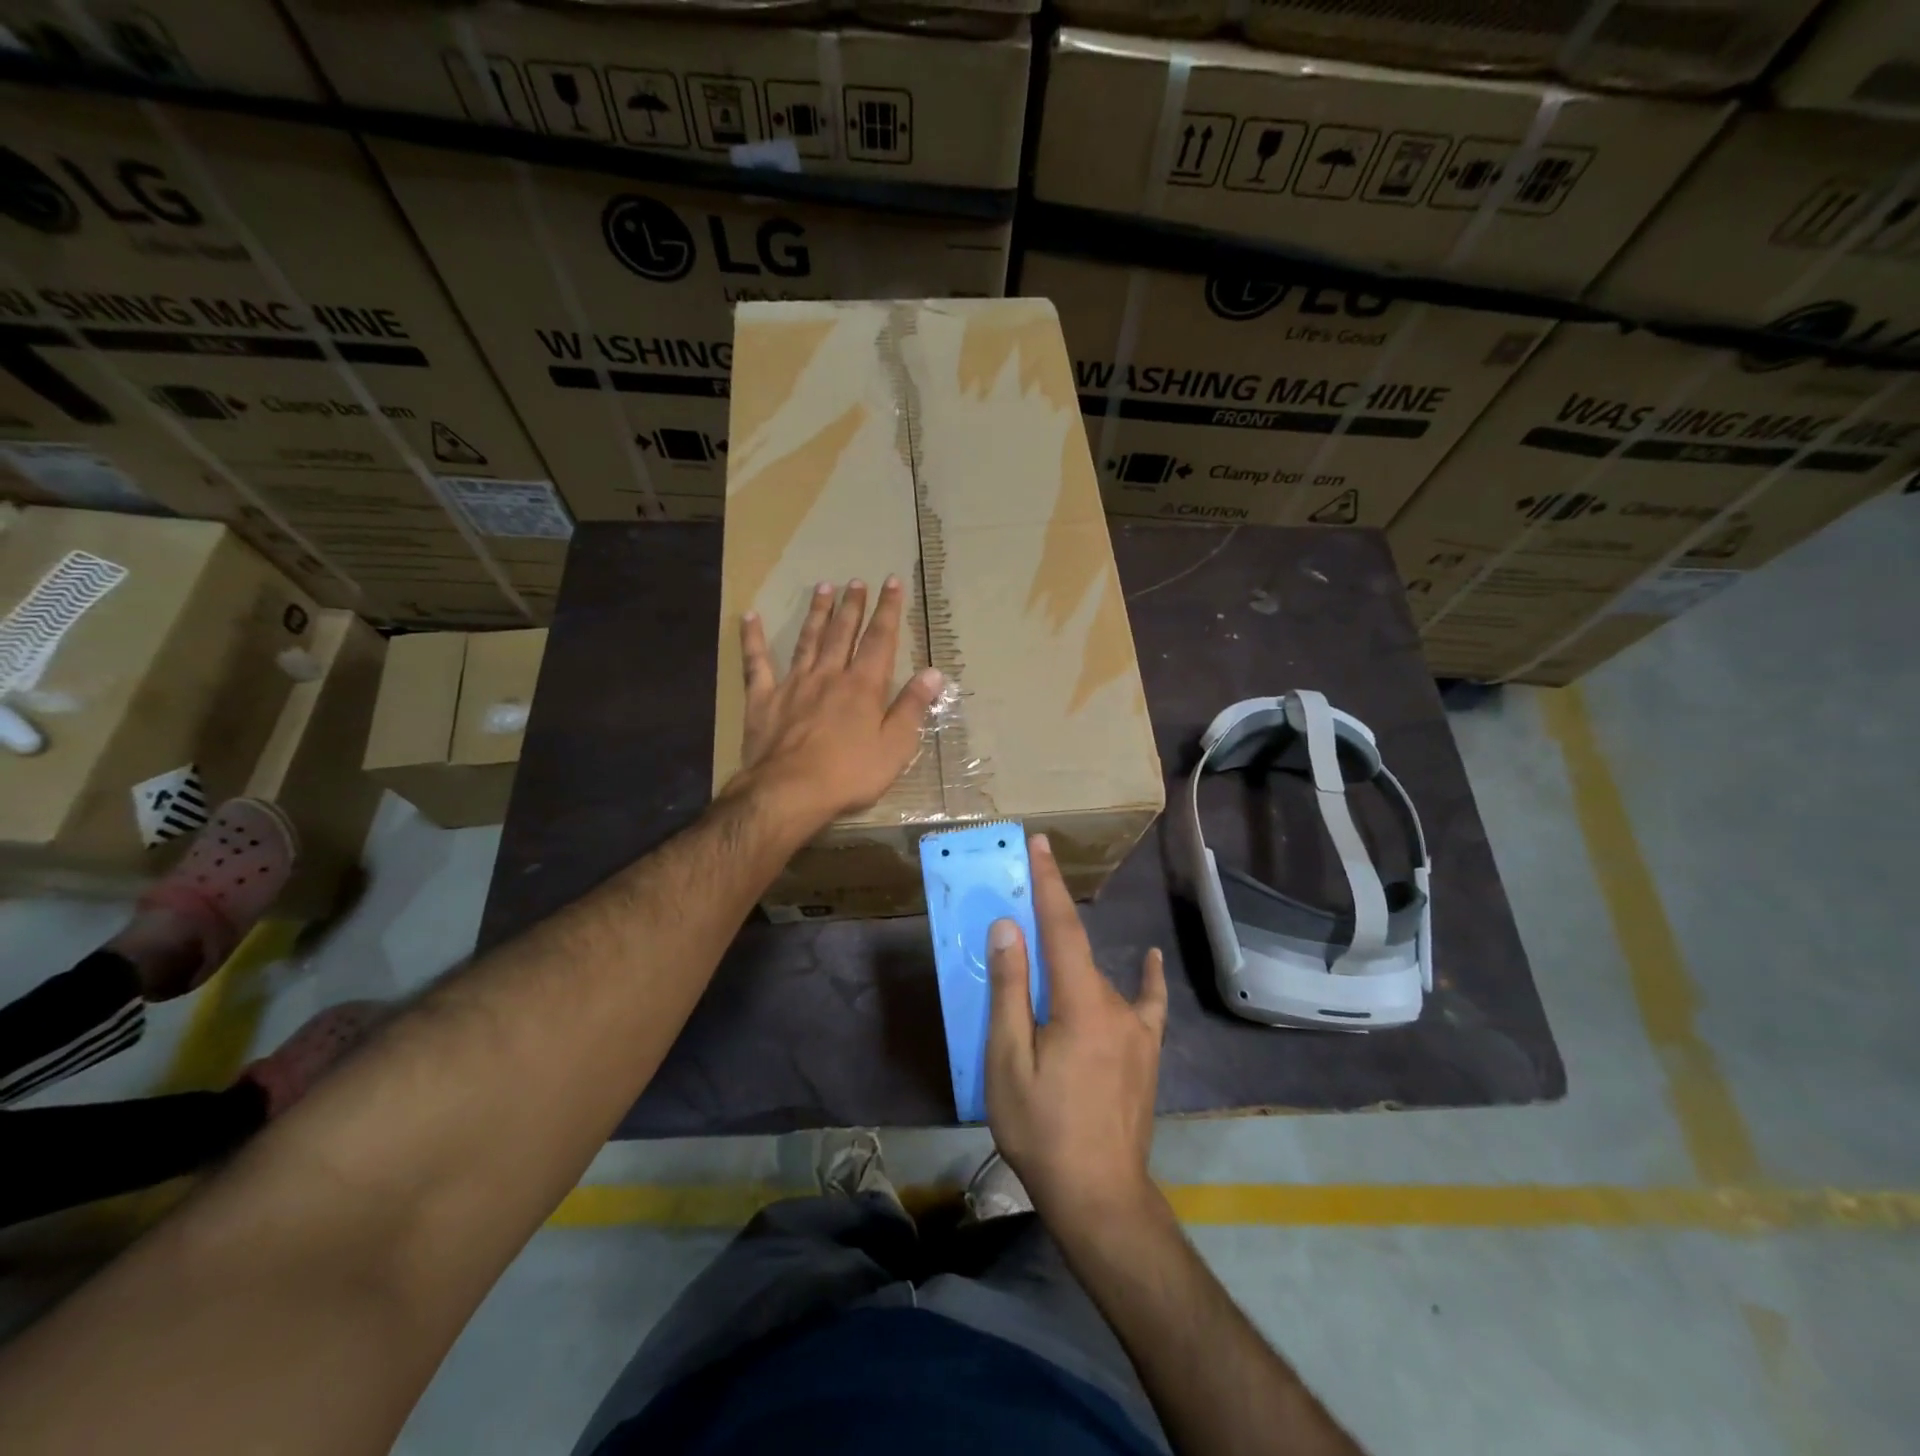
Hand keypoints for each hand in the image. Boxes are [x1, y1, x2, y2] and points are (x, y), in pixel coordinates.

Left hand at [734, 576, 943, 831]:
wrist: (789, 792)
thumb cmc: (849, 774)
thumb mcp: (895, 747)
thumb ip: (912, 707)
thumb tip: (933, 673)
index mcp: (863, 686)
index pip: (880, 640)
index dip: (888, 610)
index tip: (891, 583)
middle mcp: (829, 675)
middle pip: (842, 633)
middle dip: (852, 606)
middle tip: (856, 581)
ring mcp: (793, 684)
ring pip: (807, 640)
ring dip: (817, 613)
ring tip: (823, 587)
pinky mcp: (763, 699)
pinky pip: (757, 663)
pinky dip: (752, 639)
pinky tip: (749, 617)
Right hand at [986, 834, 1166, 1227]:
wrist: (1100, 1197)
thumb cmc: (1043, 1130)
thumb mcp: (1008, 1062)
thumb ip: (1010, 991)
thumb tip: (1008, 928)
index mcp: (1079, 1003)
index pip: (1060, 926)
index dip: (1049, 882)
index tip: (1040, 843)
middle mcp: (1115, 1004)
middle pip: (1077, 949)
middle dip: (1050, 916)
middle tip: (1023, 896)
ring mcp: (1137, 1028)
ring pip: (1098, 978)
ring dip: (1072, 956)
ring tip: (1046, 951)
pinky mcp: (1146, 1051)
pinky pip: (1148, 1004)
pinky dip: (1149, 979)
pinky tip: (1152, 960)